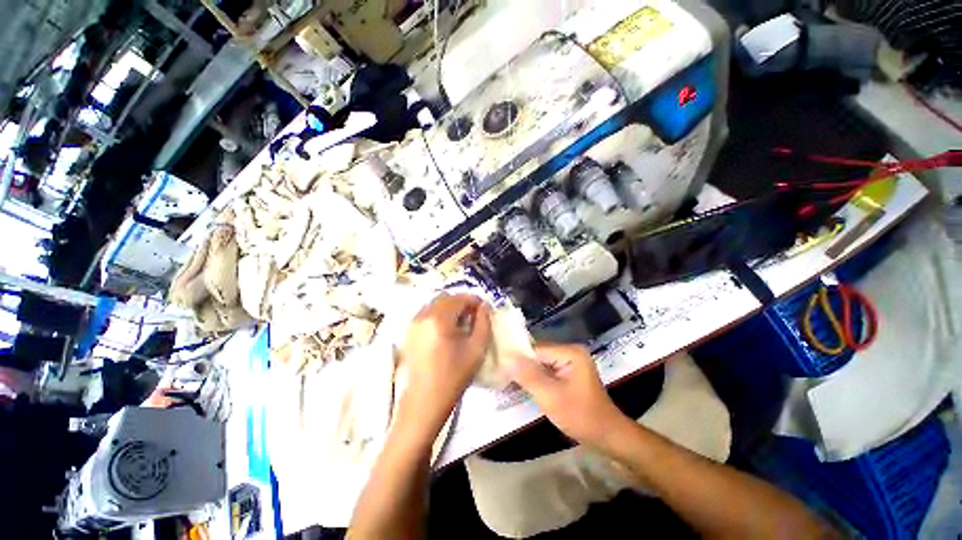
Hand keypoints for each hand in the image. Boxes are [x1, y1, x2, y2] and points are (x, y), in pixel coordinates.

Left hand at [400, 294, 491, 430]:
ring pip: (435, 304)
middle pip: (446, 298)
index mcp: (439, 319)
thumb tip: (484, 306)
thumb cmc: (454, 376)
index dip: (474, 300)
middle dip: (462, 302)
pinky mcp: (409, 331)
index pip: (460, 298)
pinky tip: (447, 329)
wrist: (425, 400)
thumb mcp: (477, 349)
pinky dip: (439, 314)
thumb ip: (484, 322)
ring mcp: (413, 322)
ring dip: (450, 307)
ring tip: (461, 322)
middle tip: (474, 315)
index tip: (484, 309)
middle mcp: (423, 315)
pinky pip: (427, 313)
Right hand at [507, 343, 628, 447]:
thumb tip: (506, 358)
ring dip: (527, 374)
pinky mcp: (567, 374)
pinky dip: (535, 380)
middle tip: (501, 377)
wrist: (607, 438)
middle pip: (537, 355)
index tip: (499, 368)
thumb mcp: (551, 397)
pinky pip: (546, 372)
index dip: (518, 358)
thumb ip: (528, 376)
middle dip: (521, 367)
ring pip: (540, 364)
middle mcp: (569, 352)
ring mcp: (569, 363)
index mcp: (569, 352)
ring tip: (506, 382)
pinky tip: (521, 386)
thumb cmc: (581, 416)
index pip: (536, 349)